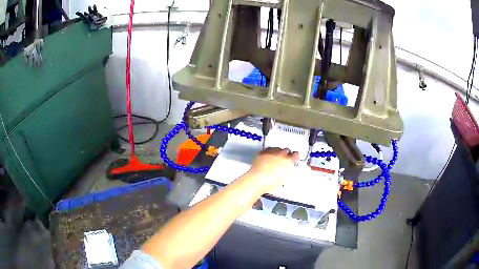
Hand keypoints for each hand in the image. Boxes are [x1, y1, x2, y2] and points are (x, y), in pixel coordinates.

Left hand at [246, 147, 298, 193]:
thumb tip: (286, 168)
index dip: (294, 157)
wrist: (258, 179)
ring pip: (277, 148)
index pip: (295, 154)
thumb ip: (287, 170)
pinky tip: (267, 157)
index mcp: (289, 161)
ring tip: (274, 158)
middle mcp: (281, 154)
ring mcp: (271, 152)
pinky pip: (267, 150)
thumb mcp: (284, 178)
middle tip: (283, 160)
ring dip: (277, 152)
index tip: (293, 159)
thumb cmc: (272, 182)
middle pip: (286, 150)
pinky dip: (268, 153)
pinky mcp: (261, 152)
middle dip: (286, 154)